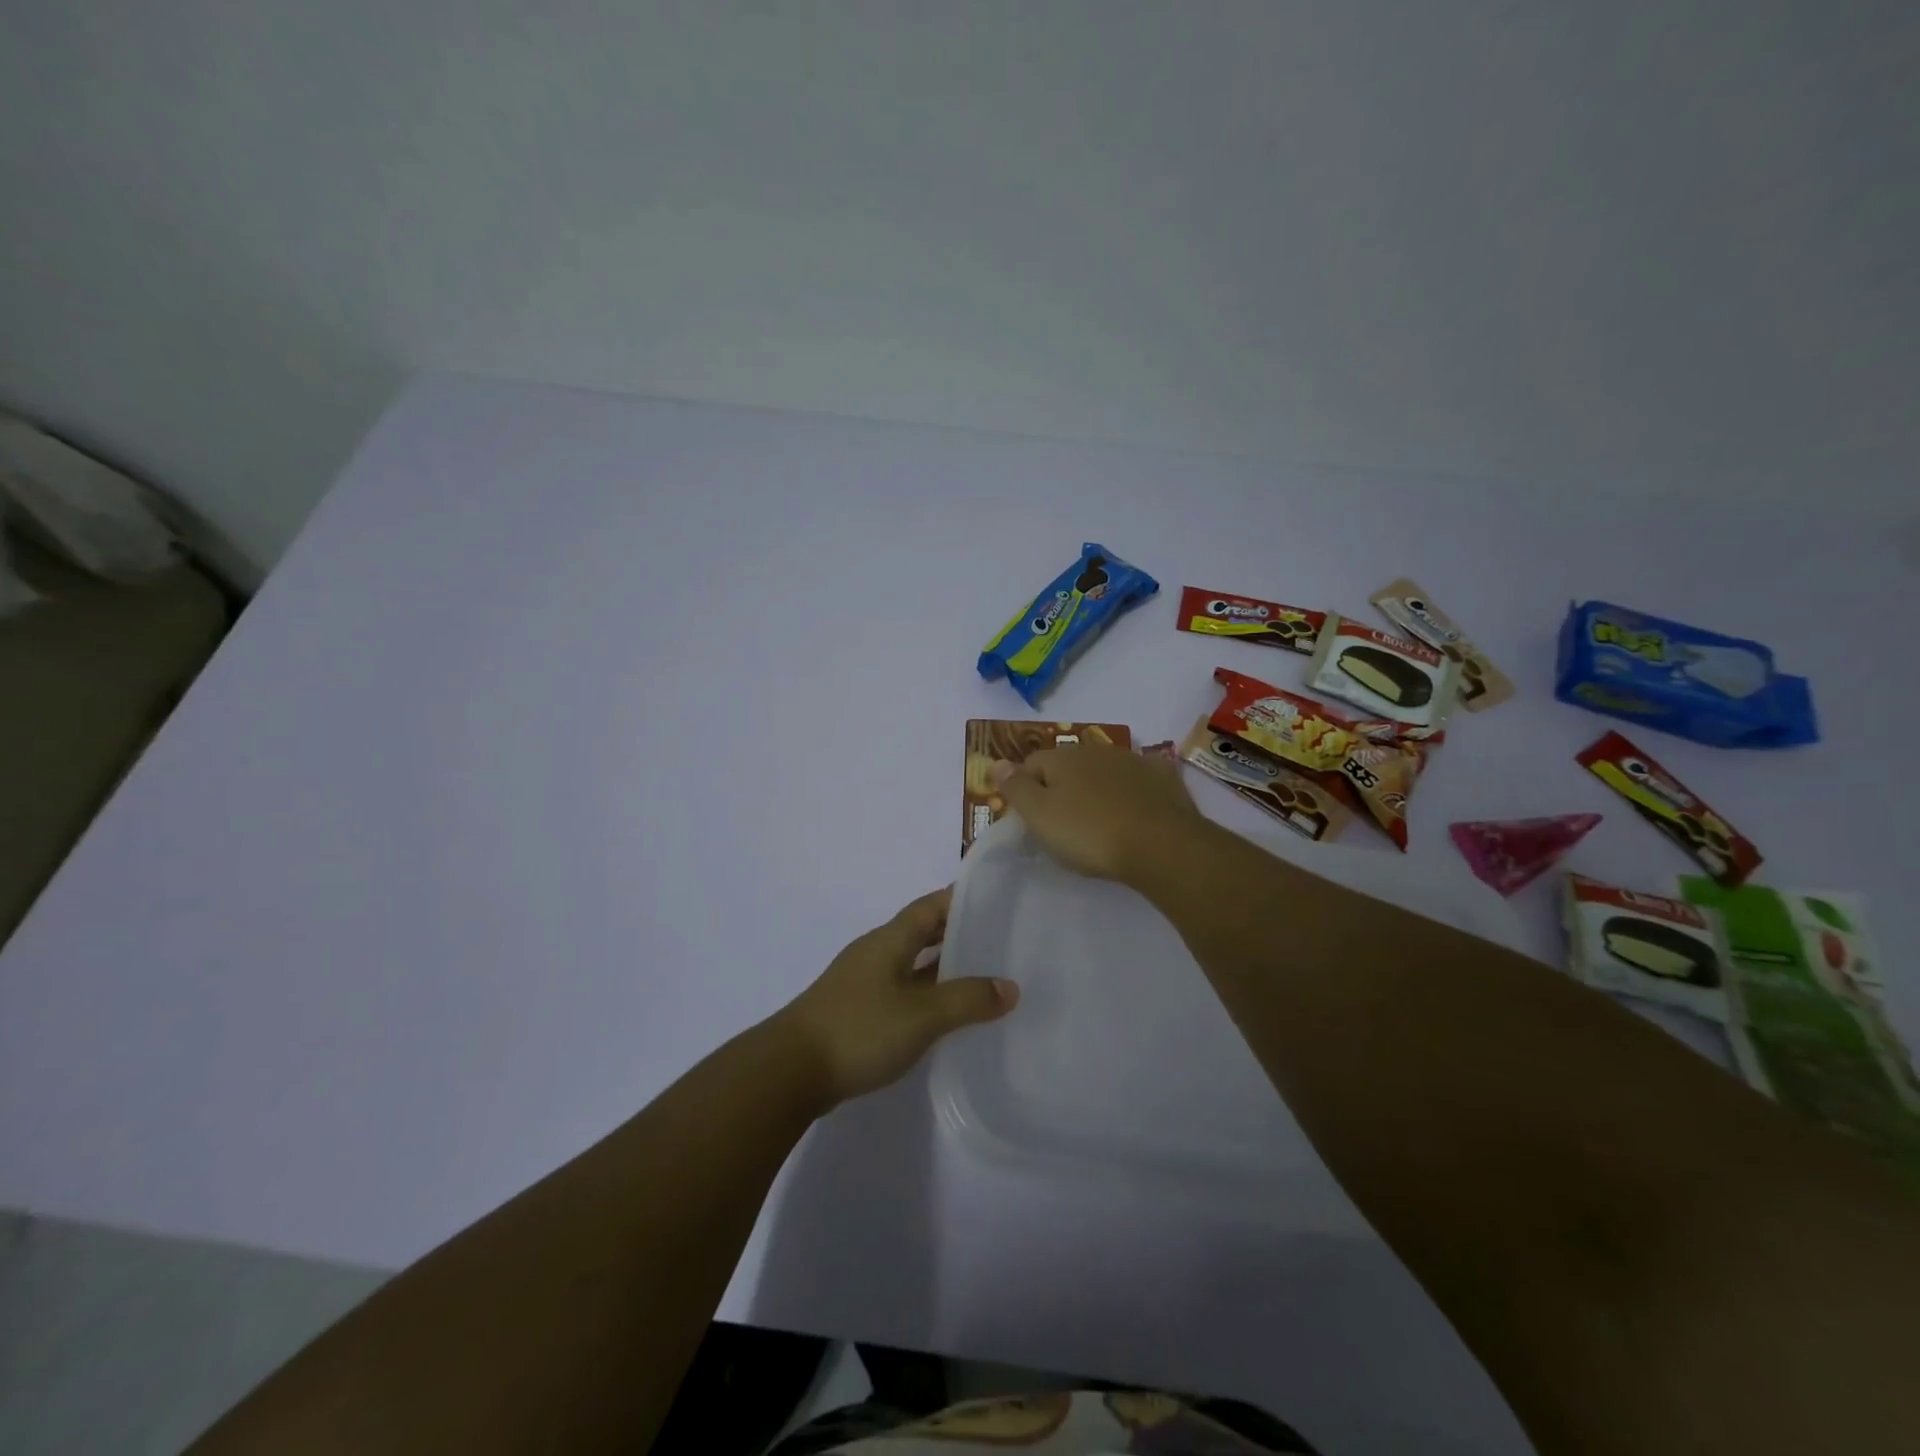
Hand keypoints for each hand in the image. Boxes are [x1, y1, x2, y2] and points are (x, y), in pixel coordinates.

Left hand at [773, 888, 1017, 1105]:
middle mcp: (876, 953)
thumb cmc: (859, 1029)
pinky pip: (902, 991)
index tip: (996, 899)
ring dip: (943, 967)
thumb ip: (967, 1000)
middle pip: (921, 932)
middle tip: (998, 939)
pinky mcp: (857, 1012)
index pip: (930, 906)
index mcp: (890, 940)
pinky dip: (927, 995)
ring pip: (912, 964)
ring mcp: (864, 983)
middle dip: (957, 933)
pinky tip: (946, 1015)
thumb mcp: (921, 1015)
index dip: (960, 898)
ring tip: (983, 976)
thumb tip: (1010, 987)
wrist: (789, 1072)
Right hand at [994, 741, 1207, 882]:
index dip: (1026, 790)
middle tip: (1063, 824)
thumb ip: (1015, 787)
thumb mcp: (1040, 816)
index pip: (1031, 764)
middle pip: (1068, 766)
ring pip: (1103, 771)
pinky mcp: (1163, 779)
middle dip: (1062, 787)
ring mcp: (1133, 761)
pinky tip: (1135, 809)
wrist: (1160, 846)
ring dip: (1096, 788)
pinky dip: (1133, 790)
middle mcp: (1097, 751)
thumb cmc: (1090, 833)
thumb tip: (996, 761)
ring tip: (1099, 821)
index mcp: (1063, 758)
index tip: (1030, 820)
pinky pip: (1140, 779)